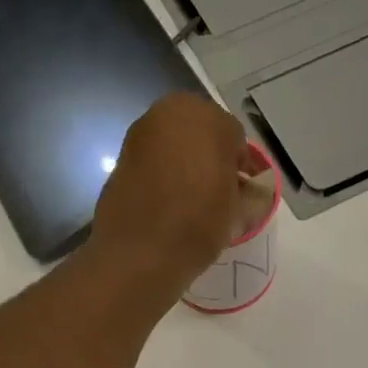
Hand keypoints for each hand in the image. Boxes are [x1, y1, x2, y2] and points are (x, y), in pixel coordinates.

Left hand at [92, 94, 246, 290]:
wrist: (137, 254)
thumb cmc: (197, 222)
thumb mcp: (237, 209)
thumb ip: (247, 191)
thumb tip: (247, 191)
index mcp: (203, 115)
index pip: (234, 137)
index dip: (242, 165)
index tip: (245, 190)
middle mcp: (166, 114)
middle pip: (201, 135)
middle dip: (212, 159)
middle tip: (221, 193)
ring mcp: (139, 135)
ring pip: (175, 147)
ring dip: (186, 166)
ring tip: (195, 202)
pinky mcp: (120, 161)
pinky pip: (153, 164)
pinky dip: (163, 177)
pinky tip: (170, 204)